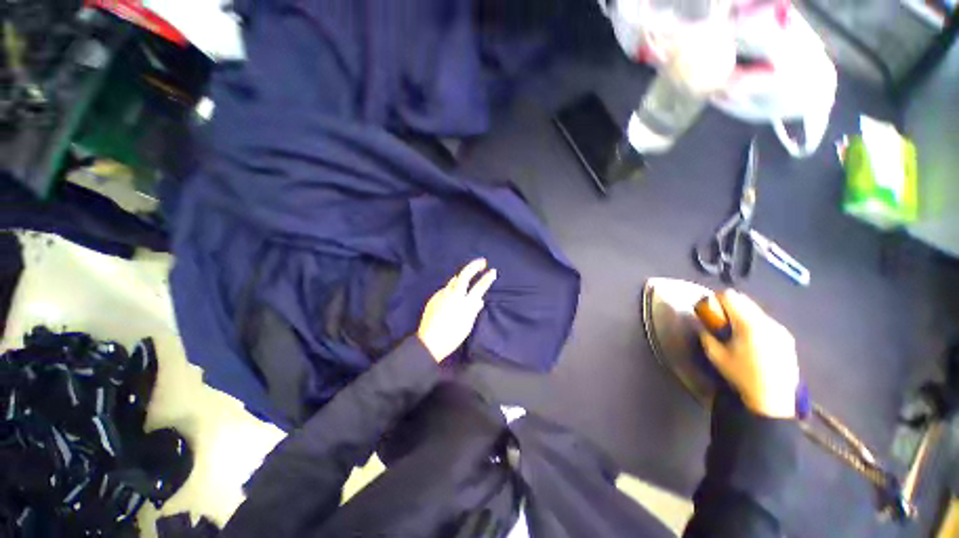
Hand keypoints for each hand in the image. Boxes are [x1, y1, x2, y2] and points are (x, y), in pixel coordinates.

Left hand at [417, 259, 496, 362]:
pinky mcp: (434, 298)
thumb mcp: (467, 325)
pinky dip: (452, 288)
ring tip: (468, 276)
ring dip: (462, 276)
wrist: (429, 342)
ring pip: (453, 280)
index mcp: (464, 303)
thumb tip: (479, 300)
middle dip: (474, 266)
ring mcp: (442, 294)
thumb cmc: (452, 336)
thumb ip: (473, 310)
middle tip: (482, 262)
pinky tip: (452, 294)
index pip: (479, 287)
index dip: (487, 278)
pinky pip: (445, 289)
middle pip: (465, 275)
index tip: (493, 271)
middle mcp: (453, 295)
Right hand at [699, 290, 799, 418]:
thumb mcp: (716, 356)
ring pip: (757, 311)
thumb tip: (704, 326)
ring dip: (743, 315)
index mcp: (749, 324)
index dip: (716, 299)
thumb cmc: (741, 376)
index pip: (730, 296)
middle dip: (729, 306)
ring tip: (736, 332)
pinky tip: (752, 342)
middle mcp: (767, 322)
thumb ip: (707, 336)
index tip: (709, 310)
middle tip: (720, 320)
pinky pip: (767, 322)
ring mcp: (780, 329)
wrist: (773, 400)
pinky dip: (755, 324)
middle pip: (745, 300)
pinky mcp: (787, 338)